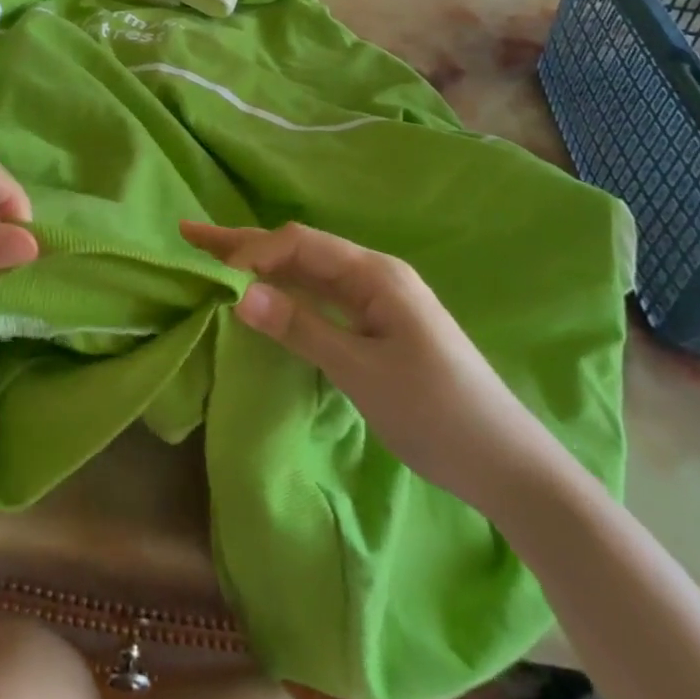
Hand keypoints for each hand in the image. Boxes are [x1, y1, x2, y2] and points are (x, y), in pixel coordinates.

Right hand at [182, 221, 567, 518]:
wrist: (508, 466)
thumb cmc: (436, 412)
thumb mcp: (361, 371)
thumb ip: (299, 328)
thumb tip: (238, 293)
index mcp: (375, 273)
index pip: (299, 245)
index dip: (253, 251)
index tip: (213, 272)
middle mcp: (374, 275)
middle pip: (299, 249)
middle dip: (245, 242)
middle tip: (191, 232)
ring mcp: (377, 300)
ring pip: (307, 272)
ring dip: (262, 265)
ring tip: (214, 257)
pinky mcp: (378, 325)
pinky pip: (321, 297)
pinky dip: (285, 291)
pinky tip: (263, 294)